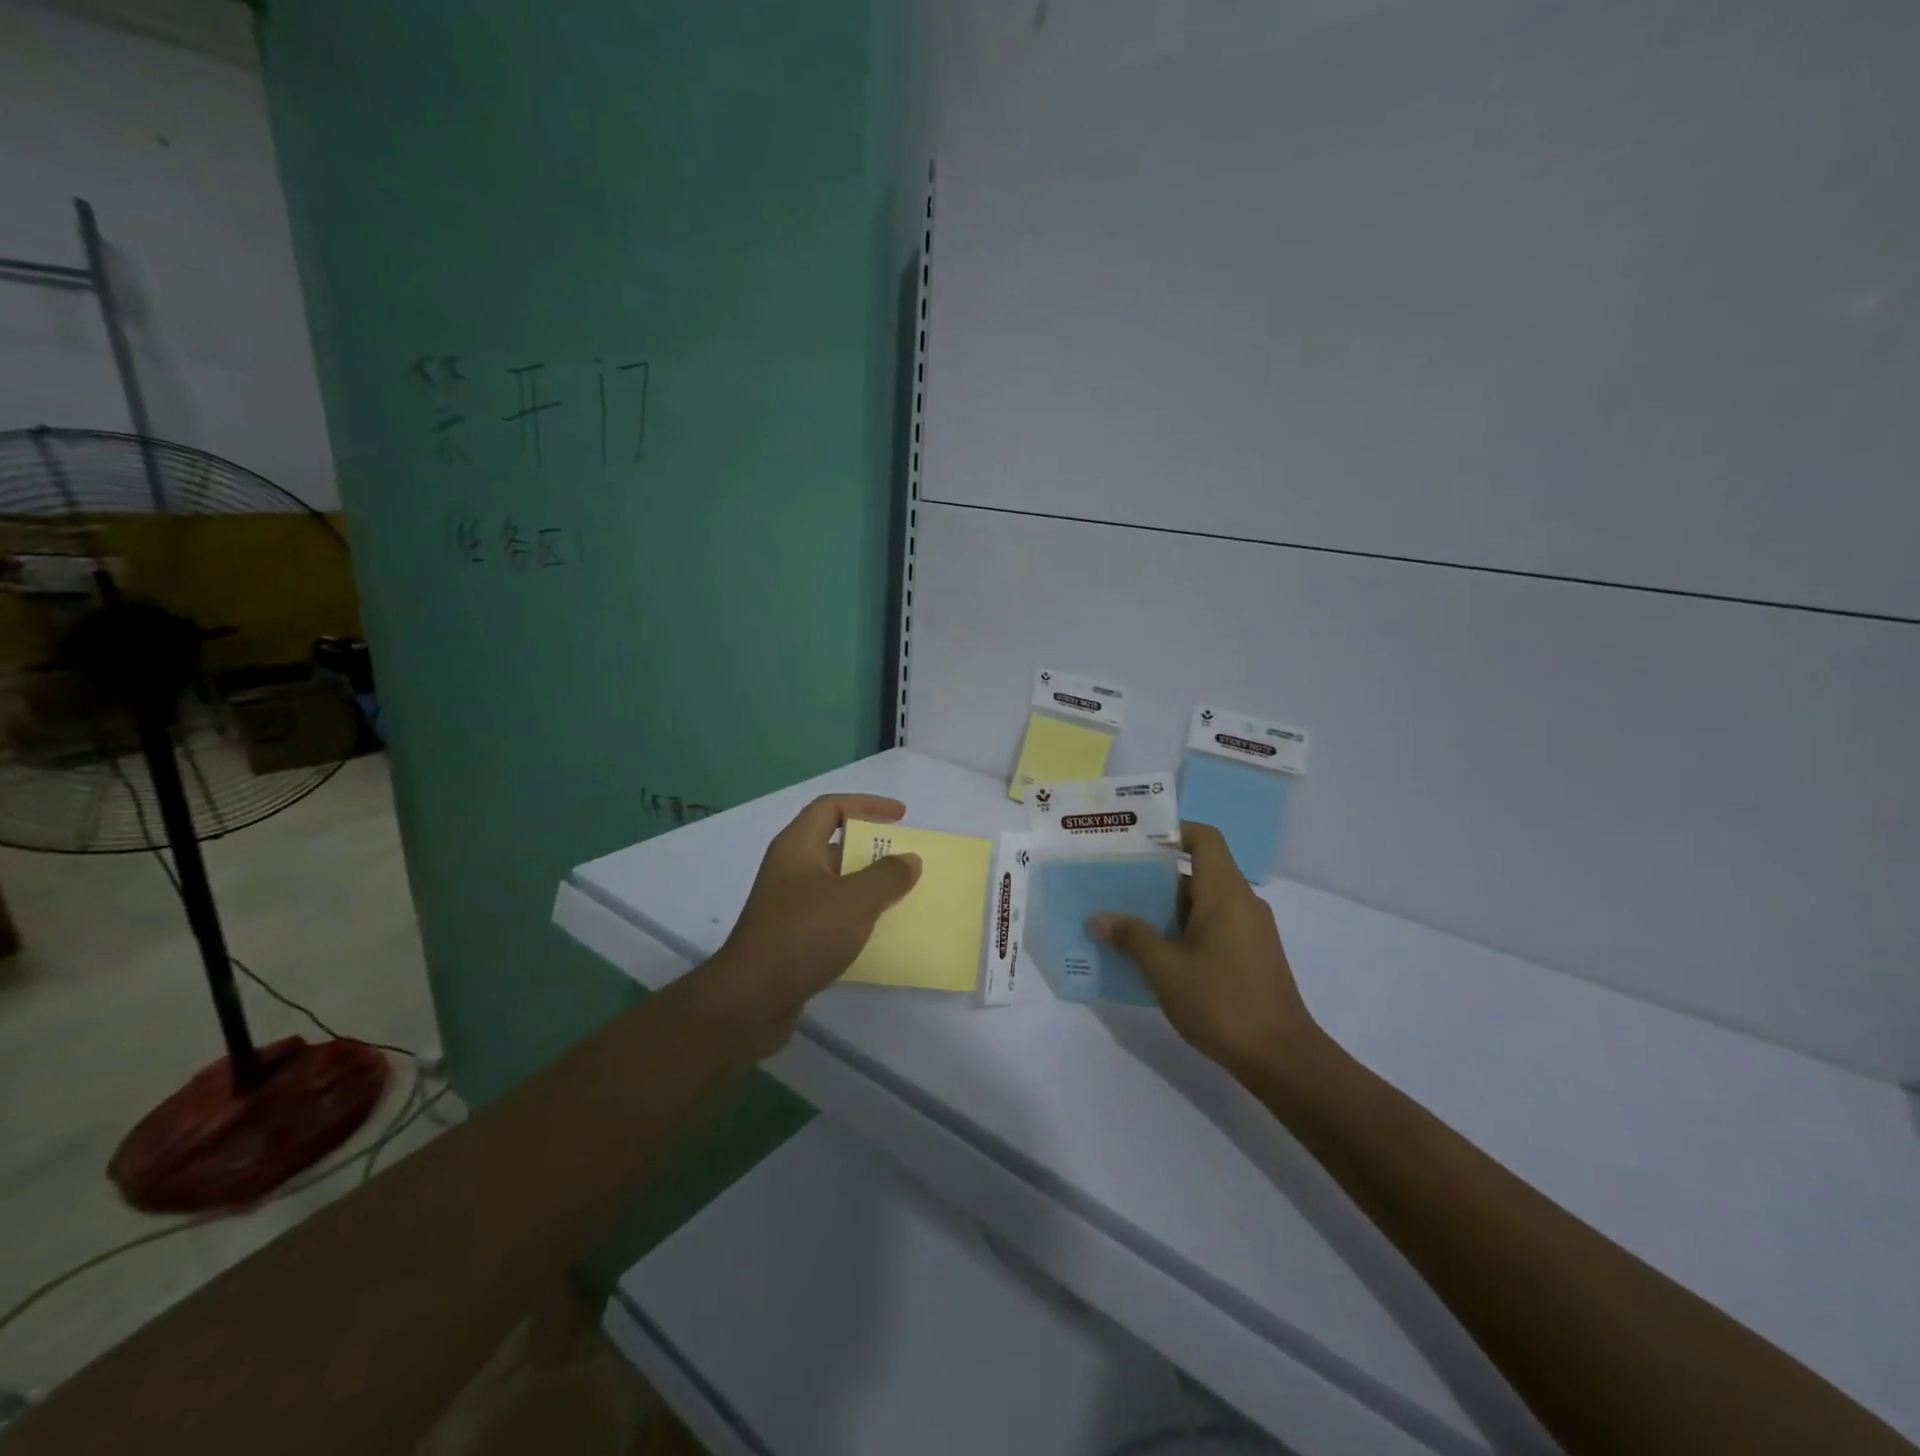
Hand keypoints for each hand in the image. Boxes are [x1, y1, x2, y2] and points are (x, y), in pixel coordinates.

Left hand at [701, 794, 921, 1056]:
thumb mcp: (855, 900)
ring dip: (867, 884)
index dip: (867, 805)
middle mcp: (790, 868)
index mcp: (797, 846)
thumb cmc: (803, 935)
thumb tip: (909, 859)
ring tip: (901, 895)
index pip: (831, 807)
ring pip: (835, 881)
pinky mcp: (792, 935)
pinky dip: (856, 915)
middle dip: (872, 848)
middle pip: (834, 843)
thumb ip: (887, 876)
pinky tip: (879, 931)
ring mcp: (788, 903)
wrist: (752, 999)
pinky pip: (831, 913)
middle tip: (905, 859)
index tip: (901, 816)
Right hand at [1091, 822, 1323, 1081]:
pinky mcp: (1251, 956)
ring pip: (1203, 902)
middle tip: (1114, 884)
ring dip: (1166, 908)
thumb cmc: (1221, 1001)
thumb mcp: (1165, 968)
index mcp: (1225, 892)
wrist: (1281, 1058)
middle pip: (1198, 871)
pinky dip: (1184, 930)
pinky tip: (1154, 954)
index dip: (1173, 832)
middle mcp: (1242, 902)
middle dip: (1155, 877)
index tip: (1136, 843)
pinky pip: (1213, 926)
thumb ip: (1132, 937)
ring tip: (1124, 920)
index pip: (1204, 838)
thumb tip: (1099, 918)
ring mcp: (1250, 931)